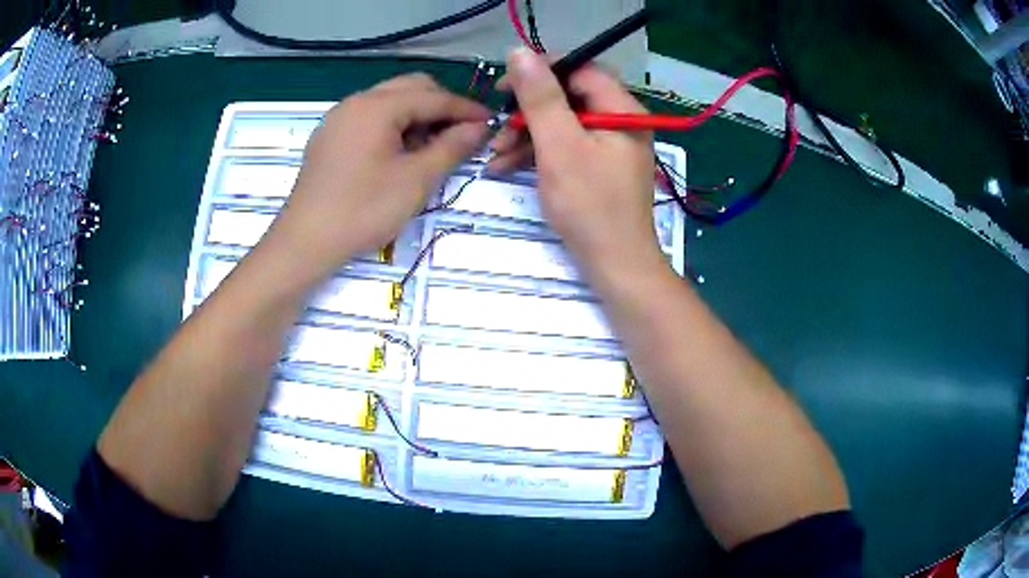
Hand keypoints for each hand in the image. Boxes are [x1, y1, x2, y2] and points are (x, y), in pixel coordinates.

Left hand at [265, 74, 489, 281]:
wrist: (305, 243)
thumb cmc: (363, 210)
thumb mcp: (416, 180)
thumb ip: (452, 147)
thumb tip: (478, 127)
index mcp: (377, 106)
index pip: (433, 97)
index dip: (466, 109)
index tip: (491, 122)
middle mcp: (356, 102)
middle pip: (410, 88)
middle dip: (440, 106)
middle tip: (460, 134)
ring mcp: (338, 118)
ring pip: (388, 101)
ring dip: (416, 115)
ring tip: (429, 148)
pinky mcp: (329, 138)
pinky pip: (369, 118)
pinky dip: (392, 126)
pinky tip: (398, 154)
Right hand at [491, 49, 662, 277]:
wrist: (615, 266)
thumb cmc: (590, 206)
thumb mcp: (560, 146)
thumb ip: (540, 97)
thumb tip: (520, 52)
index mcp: (622, 109)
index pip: (580, 69)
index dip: (541, 70)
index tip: (504, 85)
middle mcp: (621, 121)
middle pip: (569, 97)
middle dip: (527, 111)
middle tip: (496, 123)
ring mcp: (610, 145)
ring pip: (563, 123)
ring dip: (526, 135)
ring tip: (494, 154)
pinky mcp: (599, 166)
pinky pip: (566, 146)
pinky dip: (538, 153)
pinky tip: (506, 166)